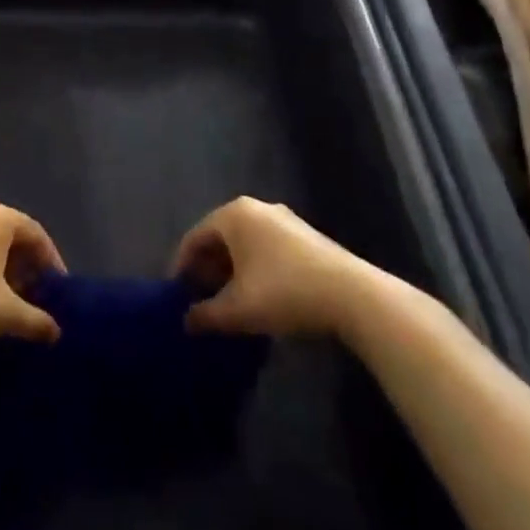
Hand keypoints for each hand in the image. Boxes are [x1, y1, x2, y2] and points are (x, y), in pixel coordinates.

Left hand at [0, 201, 65, 344]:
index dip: (51, 263)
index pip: (36, 234)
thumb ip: (35, 321)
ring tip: (6, 305)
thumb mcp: (3, 314)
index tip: (58, 291)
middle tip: (34, 299)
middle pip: (11, 237)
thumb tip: (56, 332)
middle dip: (26, 269)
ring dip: (2, 271)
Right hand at [171, 197, 363, 336]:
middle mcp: (256, 208)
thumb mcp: (238, 309)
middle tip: (201, 298)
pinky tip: (258, 295)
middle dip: (207, 268)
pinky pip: (265, 247)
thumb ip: (206, 314)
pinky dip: (253, 267)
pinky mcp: (304, 235)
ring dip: (231, 269)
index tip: (177, 294)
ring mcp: (283, 219)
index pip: (195, 237)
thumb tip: (186, 321)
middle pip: (220, 237)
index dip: (182, 266)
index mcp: (233, 215)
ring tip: (228, 300)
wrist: (352, 295)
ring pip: (244, 243)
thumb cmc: (284, 292)